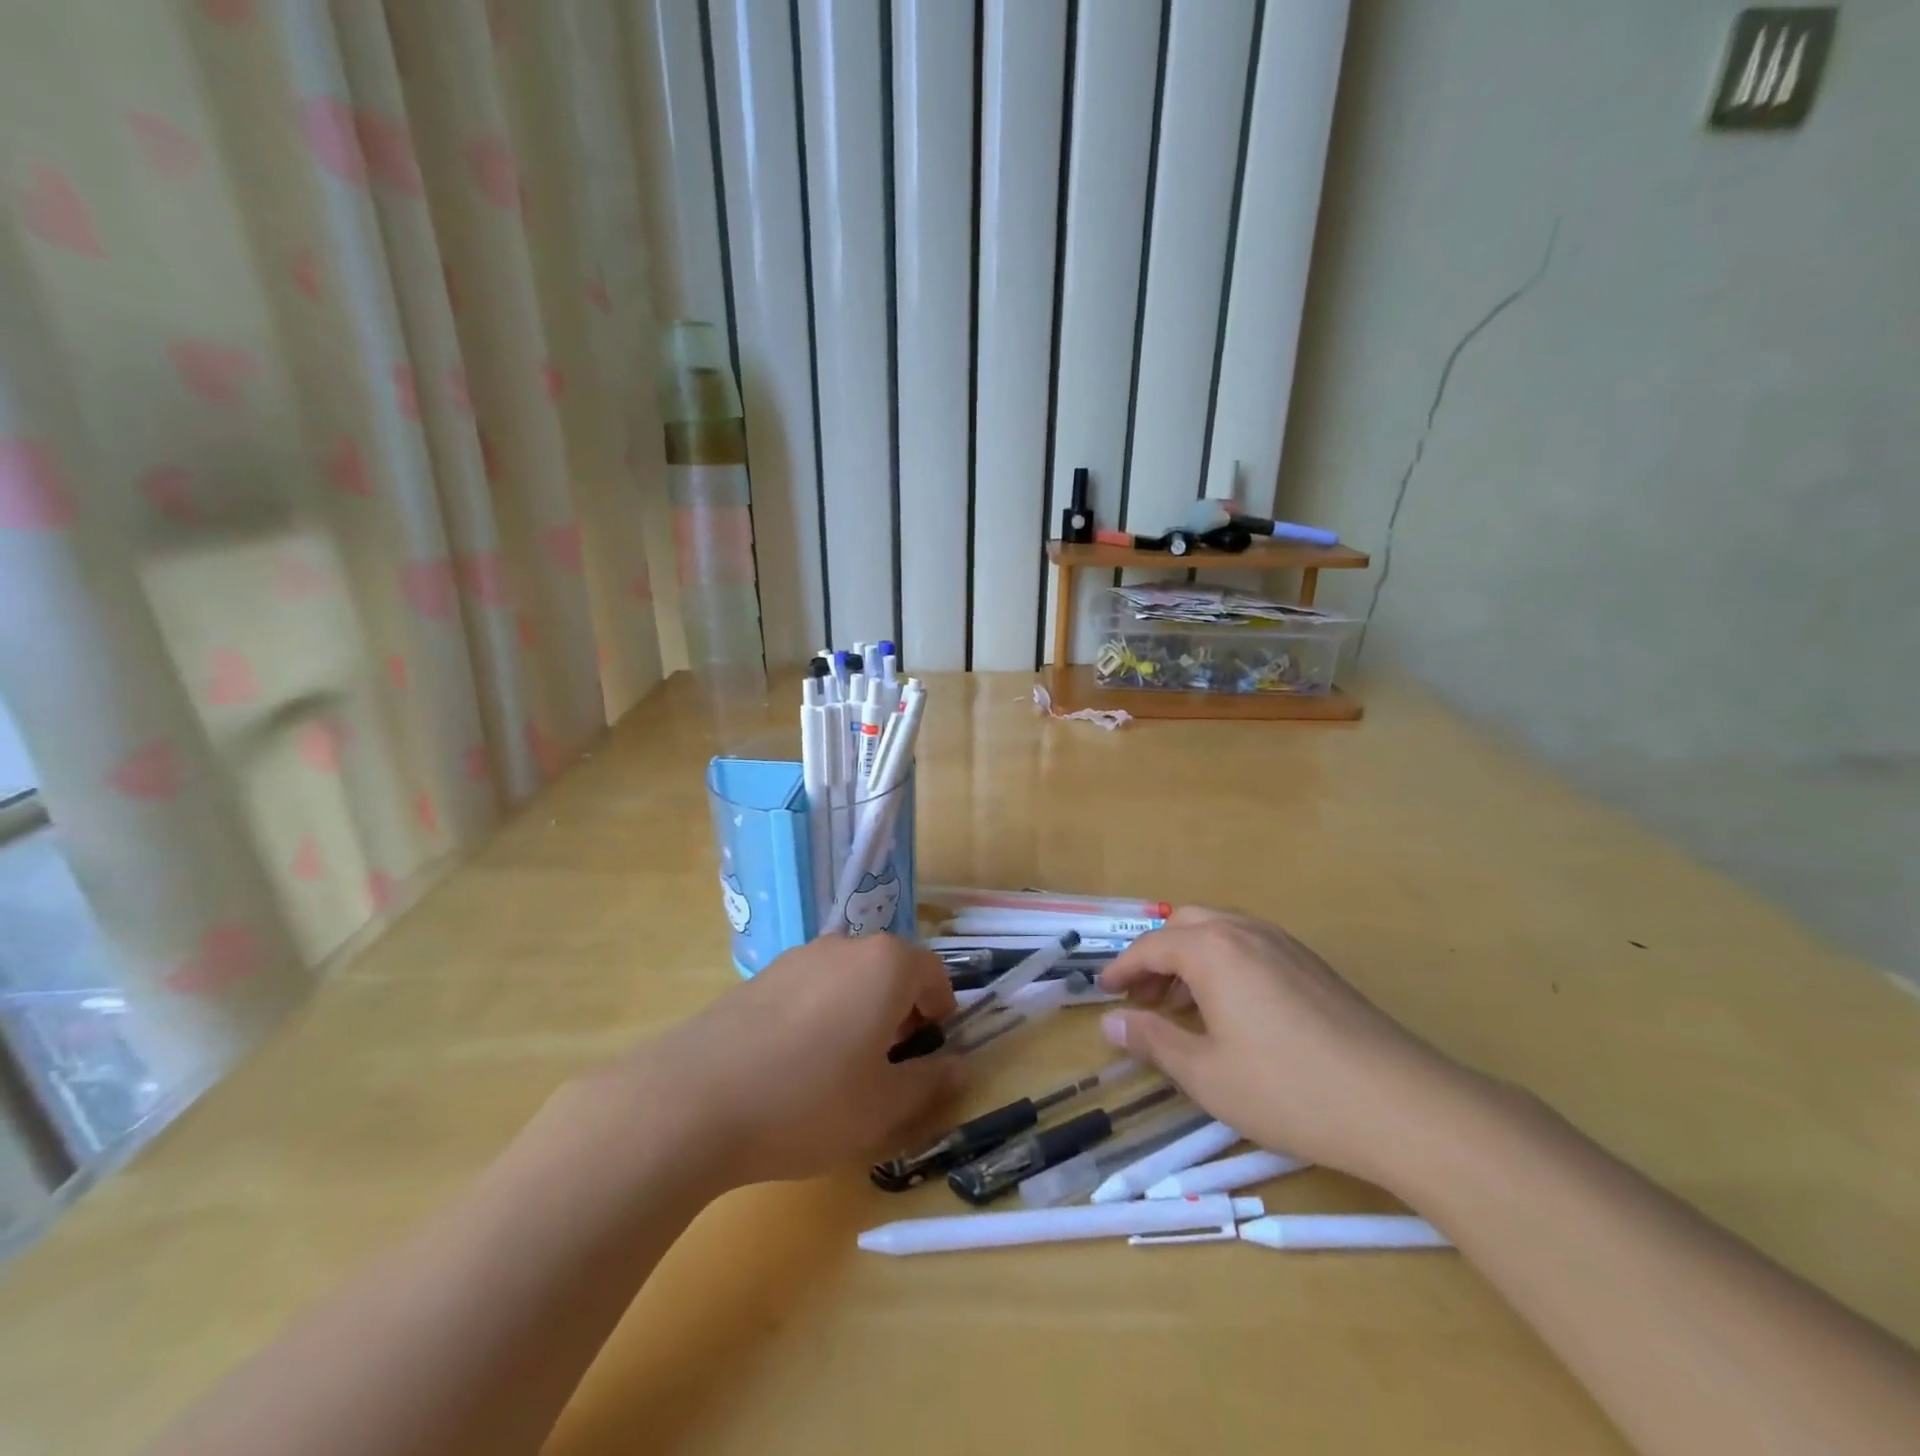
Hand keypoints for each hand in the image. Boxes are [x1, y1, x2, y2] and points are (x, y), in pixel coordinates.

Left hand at [604, 933, 966, 1188]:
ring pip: (848, 978)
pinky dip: (819, 1015)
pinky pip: (809, 988)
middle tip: (888, 1067)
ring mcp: (796, 956)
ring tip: (838, 1070)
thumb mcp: (884, 1107)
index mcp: (885, 964)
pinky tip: (793, 1065)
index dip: (941, 1014)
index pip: (933, 974)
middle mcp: (844, 946)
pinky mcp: (759, 976)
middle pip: (890, 971)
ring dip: (859, 1012)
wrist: (693, 1100)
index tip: (929, 1054)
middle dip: (900, 1013)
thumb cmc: (809, 1101)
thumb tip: (959, 1068)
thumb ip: (931, 1083)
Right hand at [1098, 907, 1482, 1190]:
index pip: (1151, 946)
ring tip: (1182, 1007)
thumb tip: (1109, 1023)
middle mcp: (1247, 932)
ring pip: (1220, 932)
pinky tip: (1232, 1011)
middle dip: (1156, 956)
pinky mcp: (1314, 966)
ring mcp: (1286, 944)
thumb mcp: (1206, 1074)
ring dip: (1190, 959)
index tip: (1103, 992)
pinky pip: (1251, 947)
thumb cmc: (1289, 1090)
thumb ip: (1153, 1041)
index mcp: (1213, 949)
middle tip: (1143, 998)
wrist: (1402, 1105)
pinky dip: (1224, 965)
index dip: (1122, 969)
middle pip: (1185, 925)